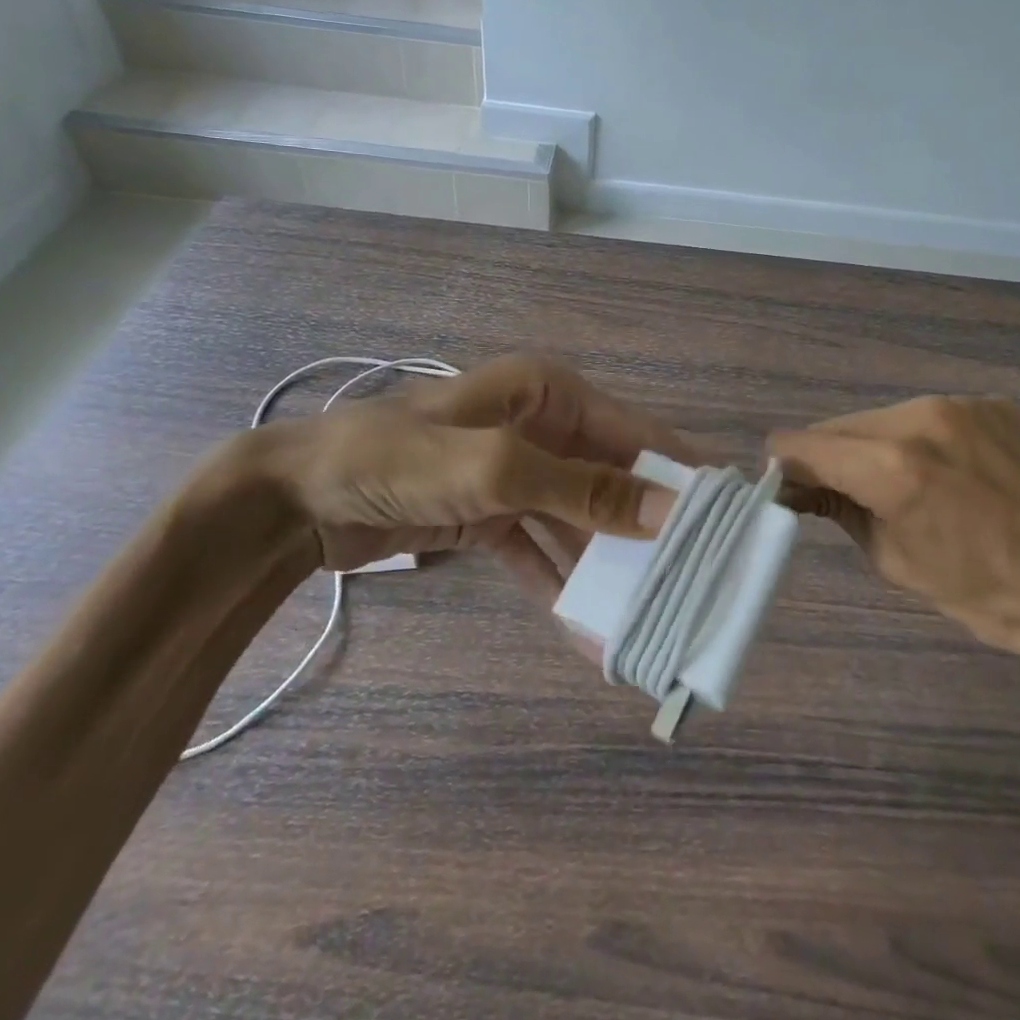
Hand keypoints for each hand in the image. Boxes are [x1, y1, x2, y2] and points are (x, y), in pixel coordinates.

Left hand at [243, 354, 688, 602]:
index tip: (723, 516)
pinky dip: (559, 581)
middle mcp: (539, 426)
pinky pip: (538, 547)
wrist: (296, 499)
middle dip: (644, 526)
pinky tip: (585, 626)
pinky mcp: (487, 512)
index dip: (678, 470)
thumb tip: (668, 509)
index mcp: (549, 394)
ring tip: (644, 613)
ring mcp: (513, 472)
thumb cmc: (399, 460)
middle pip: (609, 477)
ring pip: (577, 518)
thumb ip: (584, 489)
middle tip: (690, 576)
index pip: (634, 431)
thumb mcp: (496, 469)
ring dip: (604, 563)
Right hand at [769, 396, 1019, 690]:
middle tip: (840, 502)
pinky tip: (948, 480)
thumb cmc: (1003, 600)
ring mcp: (963, 404)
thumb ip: (844, 513)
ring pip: (884, 419)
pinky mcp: (996, 406)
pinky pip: (930, 418)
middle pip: (840, 426)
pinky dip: (917, 443)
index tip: (789, 497)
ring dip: (874, 450)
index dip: (786, 471)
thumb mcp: (903, 566)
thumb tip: (804, 490)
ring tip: (902, 493)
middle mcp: (921, 415)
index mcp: (892, 463)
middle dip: (829, 460)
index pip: (801, 445)